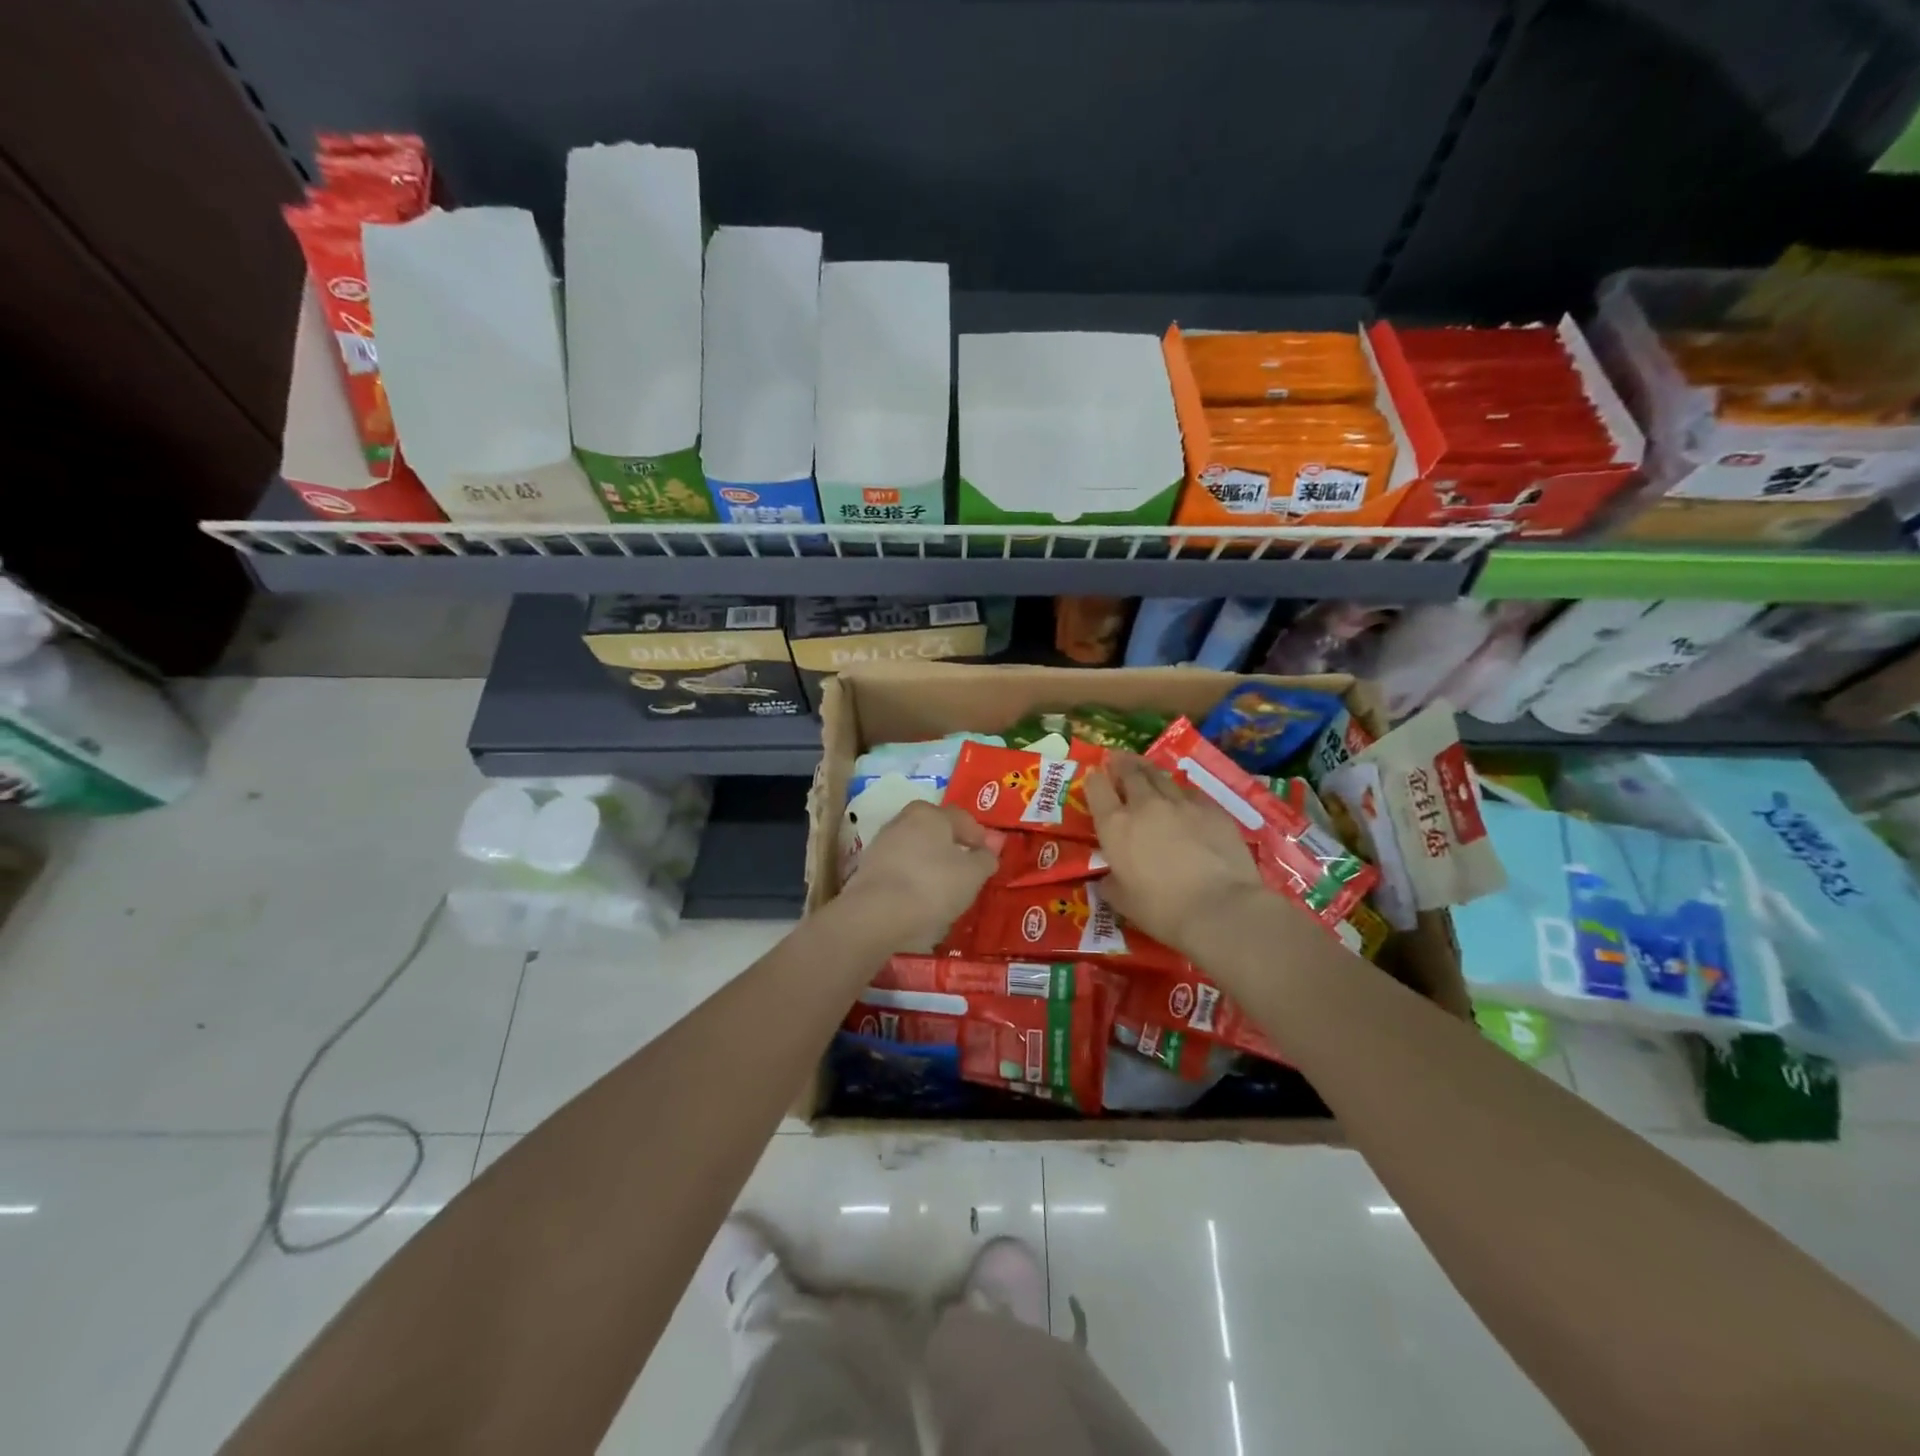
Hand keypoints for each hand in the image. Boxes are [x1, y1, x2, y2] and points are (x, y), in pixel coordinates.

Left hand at [838, 801, 1001, 947]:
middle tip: (967, 869)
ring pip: (916, 849)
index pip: (962, 818)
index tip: (989, 856)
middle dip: (952, 846)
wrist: (876, 914)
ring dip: (930, 863)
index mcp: (930, 813)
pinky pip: (900, 868)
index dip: (979, 836)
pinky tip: (920, 897)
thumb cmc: (932, 885)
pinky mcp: (867, 868)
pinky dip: (912, 877)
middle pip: (935, 830)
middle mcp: (903, 820)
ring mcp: (882, 843)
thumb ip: (985, 859)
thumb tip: (988, 851)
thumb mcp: (973, 874)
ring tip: (944, 887)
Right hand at [1086, 756, 1269, 956]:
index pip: (1097, 789)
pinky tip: (1184, 798)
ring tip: (1146, 768)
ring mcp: (1181, 803)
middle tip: (1118, 758)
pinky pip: (1191, 793)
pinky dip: (1181, 793)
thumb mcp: (1123, 902)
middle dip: (1121, 763)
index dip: (1094, 779)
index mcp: (1115, 826)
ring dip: (1149, 771)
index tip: (1094, 775)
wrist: (1220, 908)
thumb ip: (1110, 884)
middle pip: (1130, 772)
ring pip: (1161, 777)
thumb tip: (1105, 880)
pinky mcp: (1212, 809)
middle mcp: (1145, 805)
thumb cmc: (1162, 910)